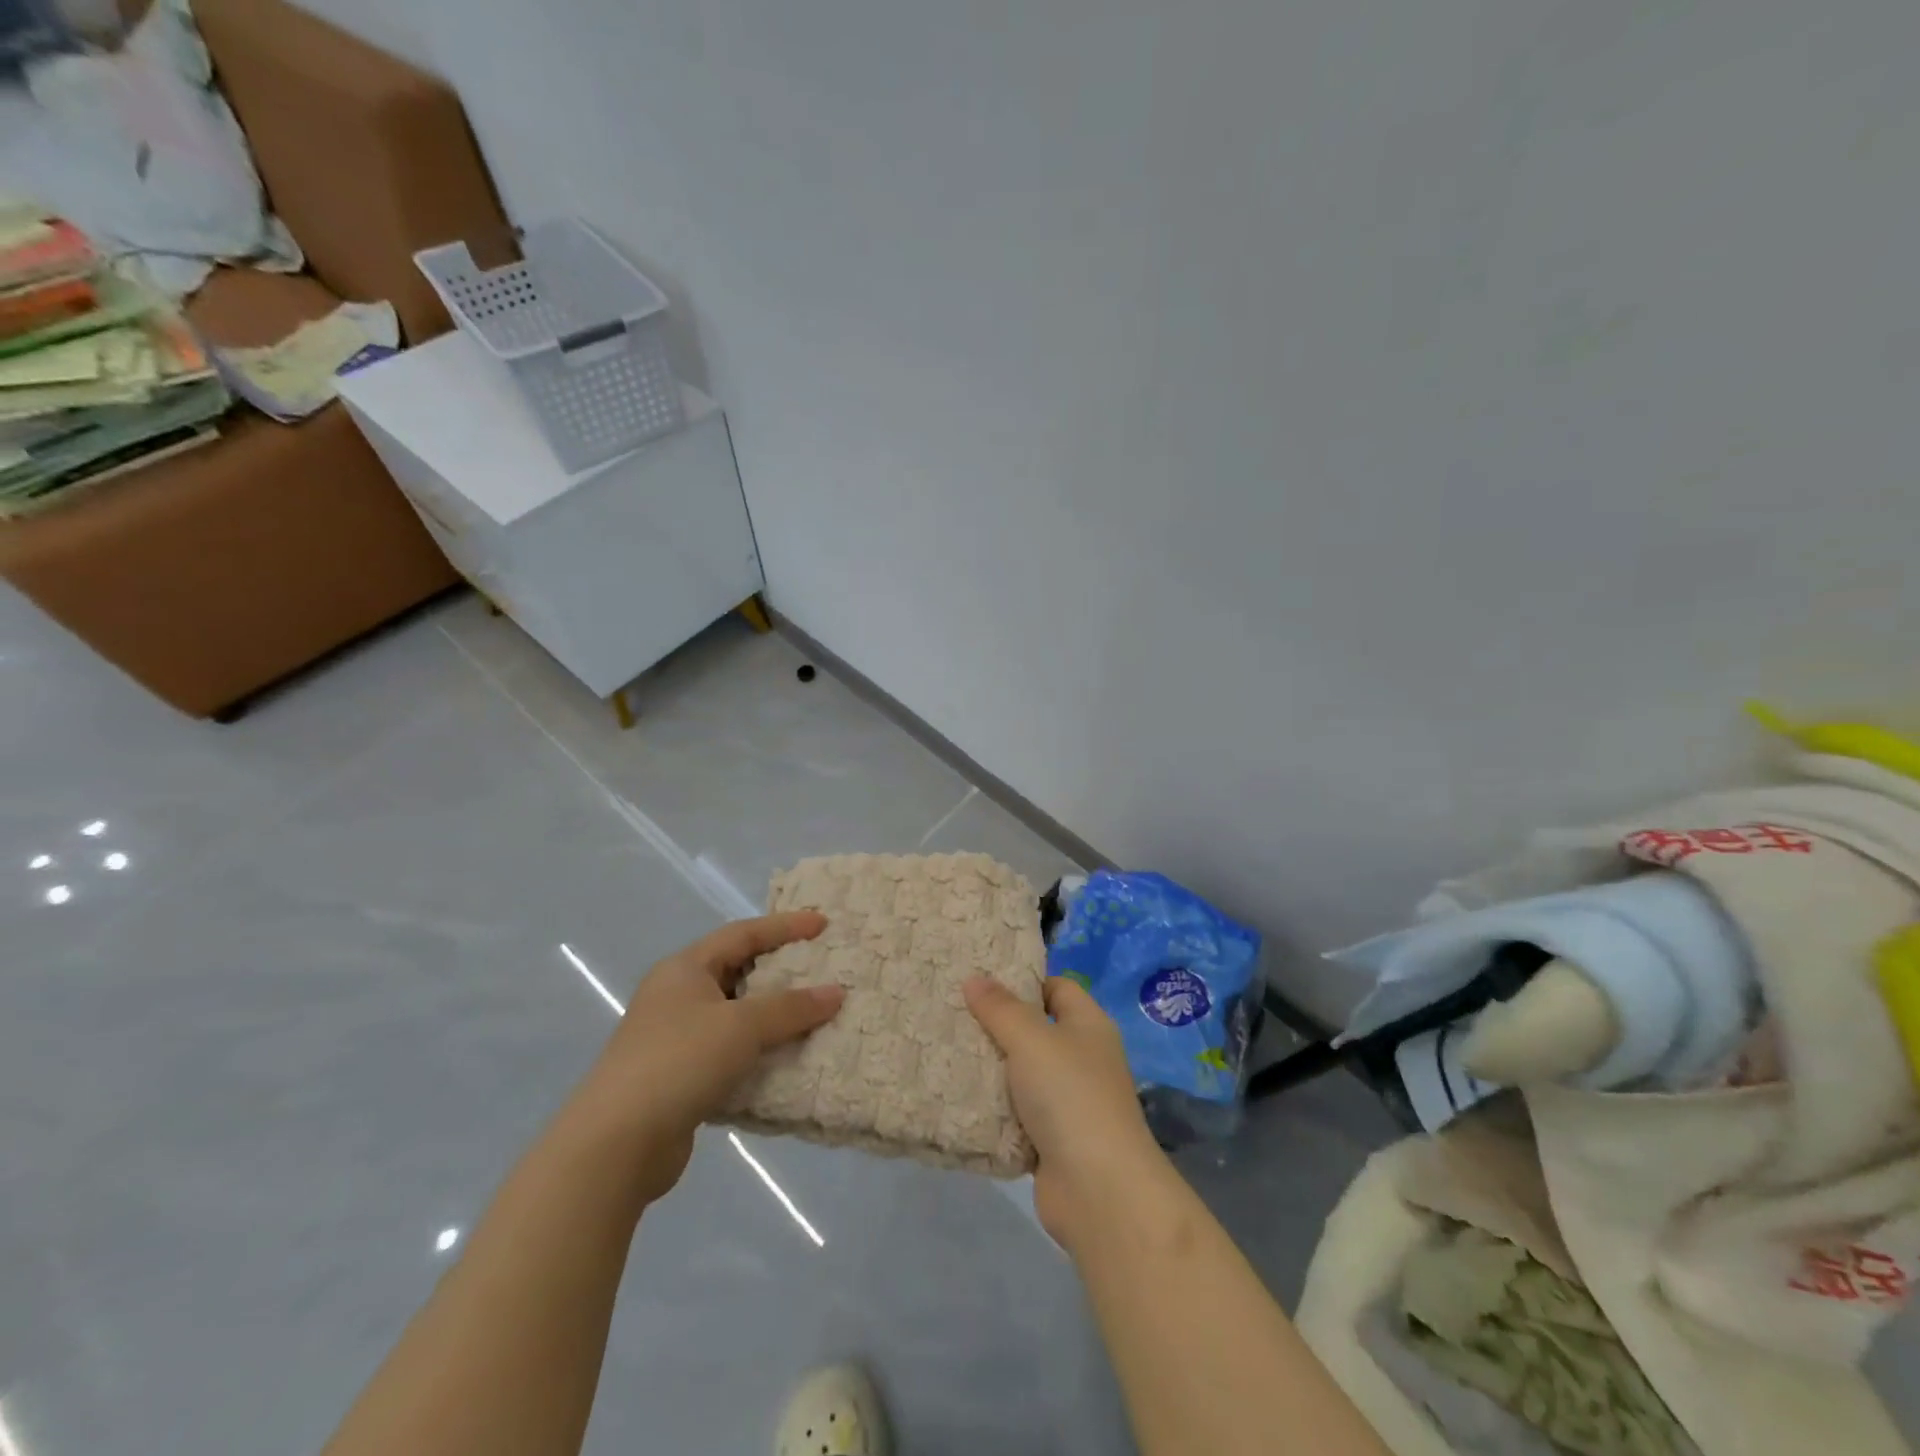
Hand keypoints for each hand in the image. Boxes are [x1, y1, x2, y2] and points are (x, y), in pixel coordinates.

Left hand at [575, 912, 844, 1205]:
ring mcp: (675, 1038)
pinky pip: (730, 1052)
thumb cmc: (679, 1062)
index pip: (742, 933)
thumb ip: (791, 1007)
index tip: (823, 925)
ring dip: (773, 1016)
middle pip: (738, 970)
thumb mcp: (741, 1026)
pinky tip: (787, 1059)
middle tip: (823, 968)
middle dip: (781, 970)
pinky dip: (759, 1051)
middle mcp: (677, 996)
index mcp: (685, 969)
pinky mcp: (679, 1078)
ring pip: (735, 1015)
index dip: (785, 927)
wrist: (615, 1146)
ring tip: (815, 1014)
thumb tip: (836, 993)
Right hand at [964, 975, 1167, 1248]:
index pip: (1056, 987)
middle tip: (952, 1012)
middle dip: (997, 1024)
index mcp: (1088, 1026)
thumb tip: (975, 977)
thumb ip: (1001, 1008)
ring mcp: (1069, 1102)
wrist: (1099, 1190)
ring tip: (946, 1051)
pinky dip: (994, 1109)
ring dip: (991, 1069)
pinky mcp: (1052, 1141)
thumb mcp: (1031, 1040)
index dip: (1022, 980)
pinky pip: (1016, 1115)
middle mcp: (1082, 1059)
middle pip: (1036, 1030)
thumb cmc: (1070, 1095)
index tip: (980, 979)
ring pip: (1022, 1075)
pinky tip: (958, 1098)